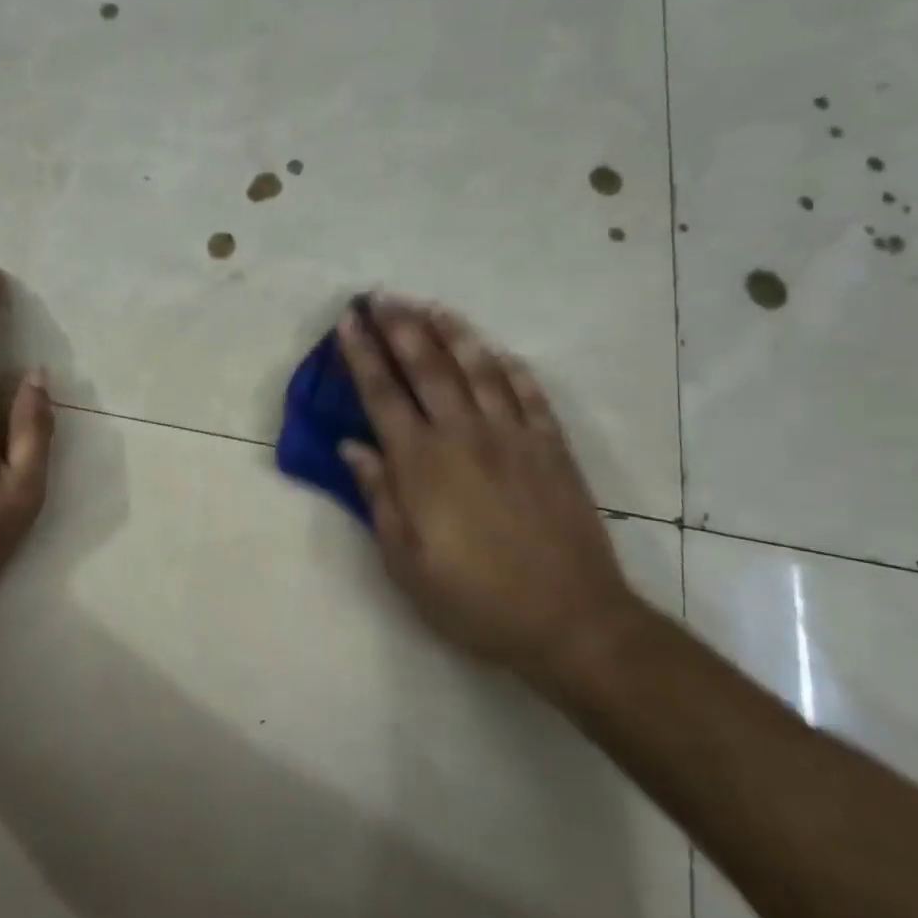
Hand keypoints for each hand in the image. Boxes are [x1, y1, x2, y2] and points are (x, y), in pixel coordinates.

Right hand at [336, 299, 640, 687]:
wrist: (569, 621)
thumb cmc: (474, 598)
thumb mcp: (406, 561)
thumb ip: (378, 496)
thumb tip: (352, 446)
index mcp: (422, 462)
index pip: (383, 394)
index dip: (362, 354)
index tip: (348, 321)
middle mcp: (465, 435)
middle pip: (428, 367)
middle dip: (400, 327)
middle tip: (382, 296)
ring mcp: (514, 437)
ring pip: (479, 369)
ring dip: (452, 333)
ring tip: (431, 306)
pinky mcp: (552, 449)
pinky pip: (530, 395)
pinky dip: (511, 368)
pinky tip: (498, 351)